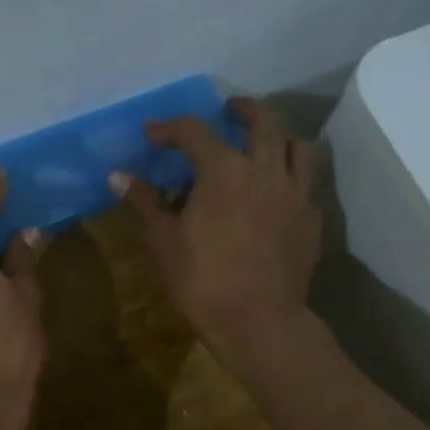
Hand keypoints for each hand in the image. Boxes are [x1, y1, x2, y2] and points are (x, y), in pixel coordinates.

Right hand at [111, 98, 322, 354]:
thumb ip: (145, 202)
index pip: (194, 132)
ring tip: (265, 143)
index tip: (152, 133)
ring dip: (279, 136)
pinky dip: (291, 177)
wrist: (259, 321)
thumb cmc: (202, 280)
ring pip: (297, 146)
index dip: (169, 128)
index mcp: (224, 170)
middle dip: (243, 108)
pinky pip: (307, 184)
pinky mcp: (311, 219)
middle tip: (230, 108)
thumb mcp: (164, 241)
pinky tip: (278, 192)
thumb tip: (117, 176)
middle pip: (262, 120)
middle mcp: (265, 170)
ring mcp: (295, 193)